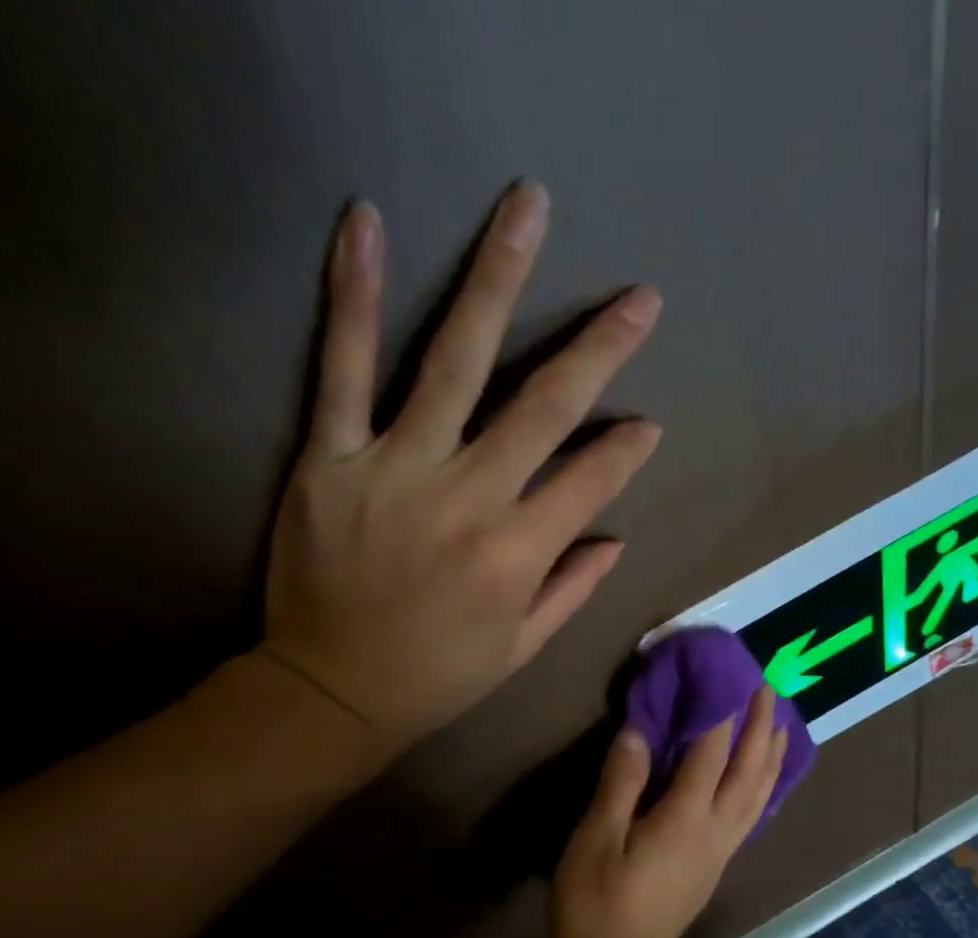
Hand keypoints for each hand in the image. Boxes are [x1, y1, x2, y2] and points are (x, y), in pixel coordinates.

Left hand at [257, 182, 662, 746]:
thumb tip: (615, 538)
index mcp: (519, 552)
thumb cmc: (436, 677)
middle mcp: (470, 497)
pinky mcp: (331, 456)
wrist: (331, 689)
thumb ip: (571, 589)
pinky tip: (366, 224)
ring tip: (528, 207)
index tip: (646, 425)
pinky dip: (354, 295)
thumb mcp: (519, 648)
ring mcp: (397, 467)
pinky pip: (343, 368)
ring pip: (455, 360)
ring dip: (497, 279)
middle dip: (600, 348)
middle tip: (640, 299)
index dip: (625, 449)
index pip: (591, 479)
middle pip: (544, 404)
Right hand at [554, 687, 787, 937]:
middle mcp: (716, 831)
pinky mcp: (717, 866)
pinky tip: (762, 777)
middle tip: (768, 687)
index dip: (720, 711)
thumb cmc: (595, 903)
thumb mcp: (594, 839)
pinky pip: (752, 813)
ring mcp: (721, 851)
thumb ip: (620, 783)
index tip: (728, 674)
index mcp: (685, 819)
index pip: (711, 753)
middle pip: (750, 771)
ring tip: (780, 722)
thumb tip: (638, 731)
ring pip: (759, 794)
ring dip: (772, 755)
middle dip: (761, 726)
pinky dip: (764, 785)